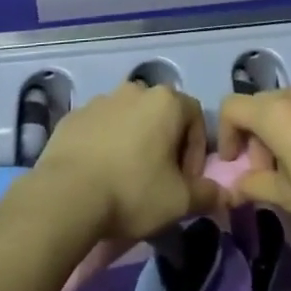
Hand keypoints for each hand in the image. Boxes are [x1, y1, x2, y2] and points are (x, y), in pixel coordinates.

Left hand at [30, 82, 221, 242]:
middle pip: (161, 114)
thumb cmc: (133, 191)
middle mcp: (135, 90)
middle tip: (160, 179)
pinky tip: (100, 174)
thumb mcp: (178, 201)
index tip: (186, 180)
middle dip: (165, 143)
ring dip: (135, 141)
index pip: (195, 116)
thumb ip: (207, 194)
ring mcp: (102, 99)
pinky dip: (106, 144)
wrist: (67, 194)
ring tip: (127, 178)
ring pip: (129, 118)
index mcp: (165, 101)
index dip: (196, 149)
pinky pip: (100, 126)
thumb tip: (223, 194)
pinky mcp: (75, 114)